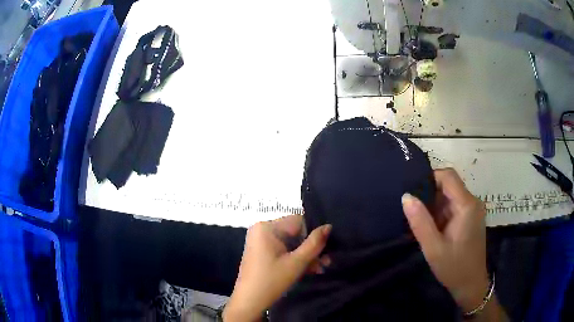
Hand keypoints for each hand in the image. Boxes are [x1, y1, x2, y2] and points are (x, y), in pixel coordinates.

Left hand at [223, 215, 331, 321]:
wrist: (249, 301)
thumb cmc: (272, 280)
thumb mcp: (297, 263)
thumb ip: (315, 243)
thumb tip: (328, 226)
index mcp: (267, 227)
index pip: (299, 221)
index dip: (314, 233)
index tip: (328, 247)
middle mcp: (262, 229)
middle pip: (295, 233)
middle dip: (311, 248)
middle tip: (326, 262)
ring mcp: (260, 241)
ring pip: (290, 243)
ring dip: (306, 255)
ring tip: (320, 268)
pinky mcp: (261, 251)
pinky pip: (282, 249)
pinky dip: (294, 258)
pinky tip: (309, 270)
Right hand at [402, 168, 488, 311]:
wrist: (471, 285)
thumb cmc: (454, 267)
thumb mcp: (433, 248)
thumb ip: (420, 222)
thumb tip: (406, 196)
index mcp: (466, 205)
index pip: (448, 176)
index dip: (429, 178)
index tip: (413, 192)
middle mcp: (472, 202)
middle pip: (449, 185)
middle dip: (430, 195)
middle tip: (413, 212)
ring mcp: (473, 210)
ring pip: (450, 196)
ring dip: (435, 206)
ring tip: (421, 223)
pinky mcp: (471, 218)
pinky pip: (454, 207)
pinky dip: (441, 214)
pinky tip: (433, 229)